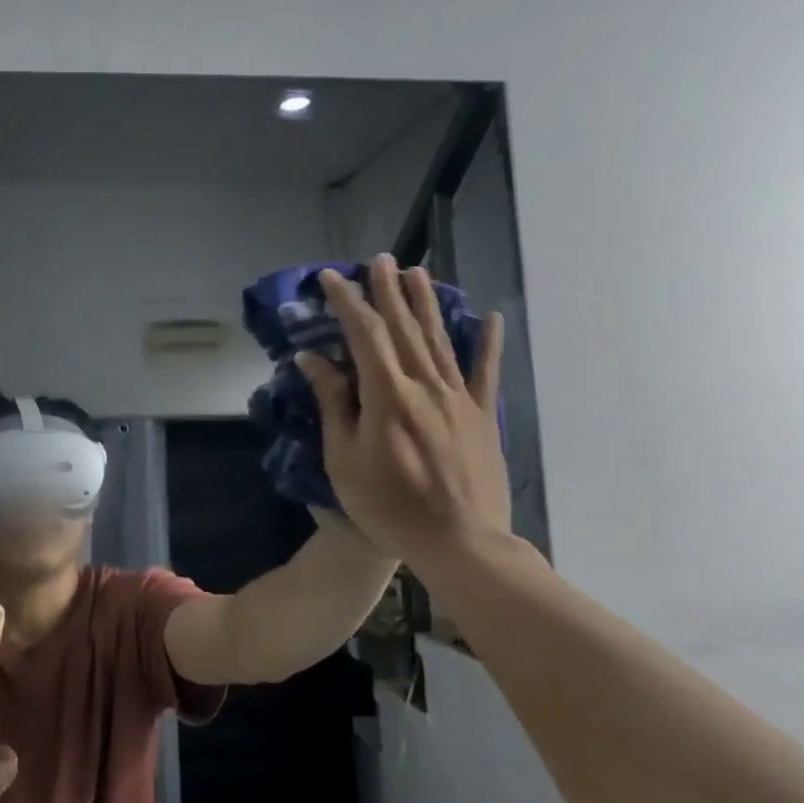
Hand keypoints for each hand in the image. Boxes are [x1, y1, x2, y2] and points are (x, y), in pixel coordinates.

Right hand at [297, 256, 511, 566]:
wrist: (460, 543)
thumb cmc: (389, 505)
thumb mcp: (344, 458)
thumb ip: (334, 403)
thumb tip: (313, 359)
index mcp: (388, 395)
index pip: (365, 334)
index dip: (347, 302)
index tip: (331, 278)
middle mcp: (426, 385)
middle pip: (405, 327)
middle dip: (388, 291)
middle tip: (379, 259)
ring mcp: (459, 398)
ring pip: (440, 339)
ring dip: (426, 304)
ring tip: (416, 272)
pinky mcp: (482, 416)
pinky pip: (484, 372)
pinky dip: (487, 342)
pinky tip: (489, 317)